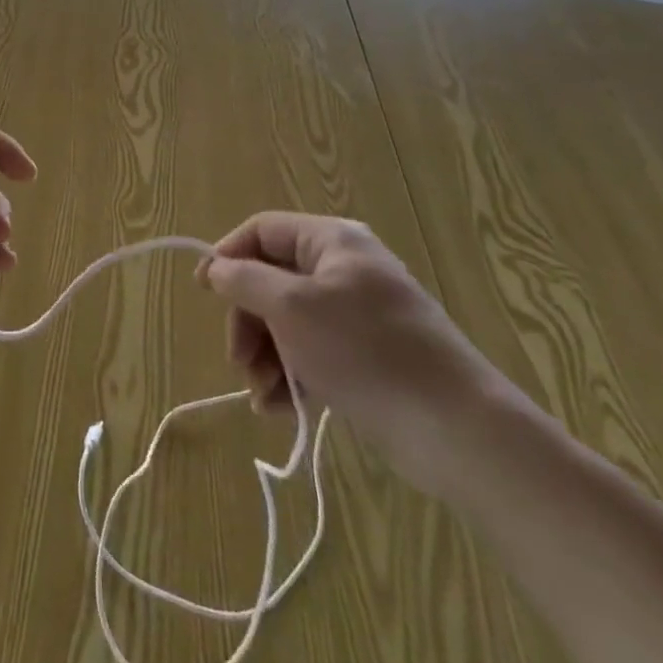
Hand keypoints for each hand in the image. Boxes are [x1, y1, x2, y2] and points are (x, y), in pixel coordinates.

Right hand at [203, 213, 513, 494]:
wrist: (459, 431)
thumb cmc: (366, 351)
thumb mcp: (291, 308)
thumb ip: (244, 280)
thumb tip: (215, 267)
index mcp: (331, 241)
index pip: (261, 231)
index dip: (228, 256)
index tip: (203, 292)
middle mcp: (344, 269)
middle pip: (272, 280)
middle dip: (249, 321)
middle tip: (239, 362)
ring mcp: (359, 315)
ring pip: (290, 322)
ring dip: (267, 356)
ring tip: (264, 396)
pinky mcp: (369, 357)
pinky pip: (314, 354)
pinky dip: (294, 377)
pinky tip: (283, 410)